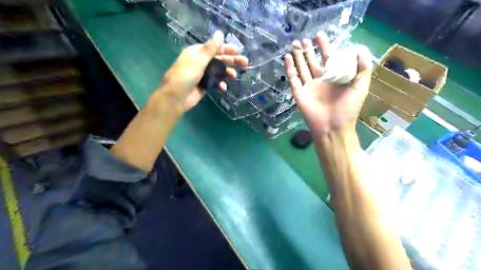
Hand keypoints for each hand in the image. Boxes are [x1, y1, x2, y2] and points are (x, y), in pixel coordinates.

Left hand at [156, 31, 247, 111]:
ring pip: (218, 71)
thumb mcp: (197, 61)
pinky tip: (224, 88)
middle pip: (218, 59)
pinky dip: (220, 84)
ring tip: (234, 76)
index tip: (238, 52)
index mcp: (196, 53)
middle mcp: (200, 62)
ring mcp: (203, 74)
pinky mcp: (204, 85)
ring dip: (227, 73)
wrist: (176, 98)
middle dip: (231, 61)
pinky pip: (215, 82)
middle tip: (245, 63)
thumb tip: (220, 33)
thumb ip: (210, 49)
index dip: (226, 49)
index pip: (214, 48)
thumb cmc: (184, 77)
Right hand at [283, 33, 373, 135]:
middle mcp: (320, 81)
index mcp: (334, 78)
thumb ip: (363, 68)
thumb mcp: (360, 87)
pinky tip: (287, 58)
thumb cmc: (347, 109)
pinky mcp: (299, 93)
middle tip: (304, 39)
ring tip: (295, 44)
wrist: (332, 128)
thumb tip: (360, 48)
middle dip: (308, 50)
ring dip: (298, 56)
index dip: (324, 47)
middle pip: (312, 62)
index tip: (319, 35)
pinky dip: (289, 69)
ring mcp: (308, 87)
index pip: (328, 58)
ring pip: (301, 68)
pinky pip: (293, 79)